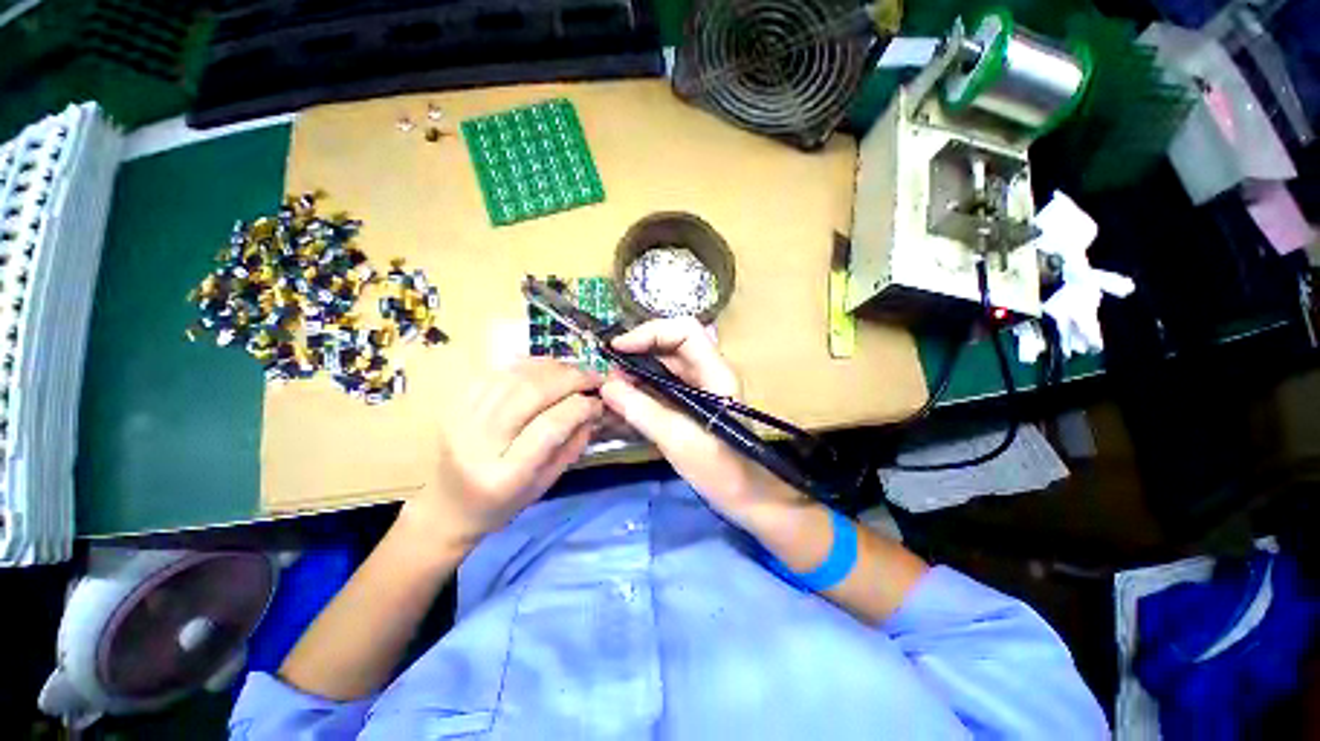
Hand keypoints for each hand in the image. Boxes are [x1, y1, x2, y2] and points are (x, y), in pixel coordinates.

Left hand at [403, 359, 603, 545]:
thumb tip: (593, 409)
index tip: (599, 402)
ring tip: (574, 371)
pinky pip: (496, 371)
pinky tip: (546, 368)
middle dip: (570, 378)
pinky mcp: (455, 404)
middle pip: (531, 392)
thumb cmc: (502, 503)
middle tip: (594, 377)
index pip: (550, 426)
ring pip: (514, 376)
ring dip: (552, 367)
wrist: (447, 506)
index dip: (581, 407)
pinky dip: (527, 364)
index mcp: (506, 474)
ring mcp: (461, 418)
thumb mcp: (546, 484)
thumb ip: (572, 445)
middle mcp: (479, 442)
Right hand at [600, 318, 807, 527]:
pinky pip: (665, 385)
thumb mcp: (679, 440)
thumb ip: (643, 411)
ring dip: (638, 371)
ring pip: (666, 366)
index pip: (684, 331)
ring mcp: (701, 389)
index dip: (650, 332)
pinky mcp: (693, 404)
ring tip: (612, 387)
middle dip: (638, 352)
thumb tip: (607, 386)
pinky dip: (643, 388)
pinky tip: (626, 401)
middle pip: (672, 345)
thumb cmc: (723, 470)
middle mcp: (709, 373)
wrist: (750, 498)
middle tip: (610, 372)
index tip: (618, 349)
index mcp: (715, 373)